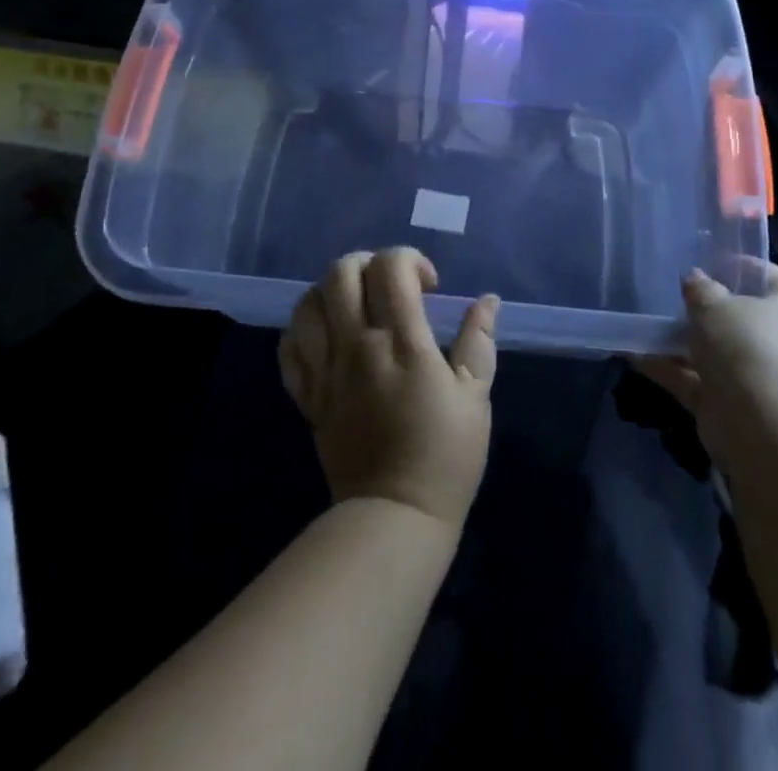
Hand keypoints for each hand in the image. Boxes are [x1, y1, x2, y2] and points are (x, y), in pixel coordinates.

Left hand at [278, 248, 499, 532]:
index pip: (390, 269)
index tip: (429, 286)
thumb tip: (487, 300)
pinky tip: (326, 334)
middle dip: (367, 262)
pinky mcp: (308, 396)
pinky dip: (303, 327)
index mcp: (403, 343)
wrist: (395, 518)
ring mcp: (326, 370)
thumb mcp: (476, 397)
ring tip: (356, 305)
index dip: (410, 260)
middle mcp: (358, 346)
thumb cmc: (445, 457)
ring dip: (332, 290)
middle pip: (341, 274)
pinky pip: (290, 346)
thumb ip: (479, 341)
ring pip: (308, 303)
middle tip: (390, 285)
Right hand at [636, 262, 777, 470]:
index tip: (724, 261)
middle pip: (739, 319)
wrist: (758, 424)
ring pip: (710, 352)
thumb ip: (700, 288)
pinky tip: (632, 355)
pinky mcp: (722, 405)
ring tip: (646, 322)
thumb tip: (695, 279)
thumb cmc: (744, 347)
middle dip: (708, 309)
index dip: (755, 268)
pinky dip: (664, 369)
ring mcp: (746, 377)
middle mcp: (768, 344)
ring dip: (680, 341)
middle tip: (676, 294)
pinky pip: (689, 380)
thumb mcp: (713, 304)